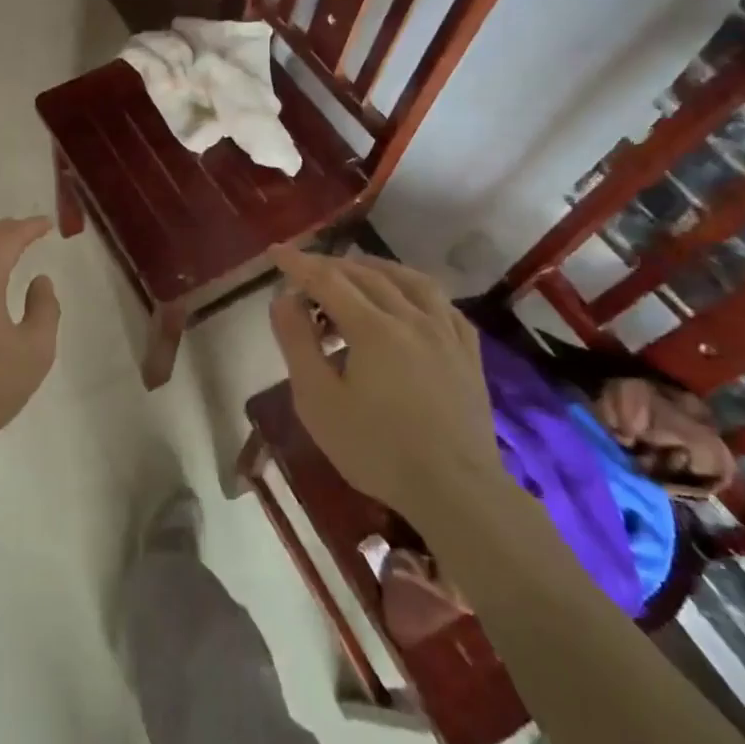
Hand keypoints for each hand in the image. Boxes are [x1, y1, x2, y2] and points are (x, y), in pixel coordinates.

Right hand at [267, 247, 505, 531]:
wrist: (456, 491)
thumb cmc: (376, 449)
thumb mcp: (318, 401)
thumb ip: (297, 343)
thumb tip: (283, 298)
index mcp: (373, 328)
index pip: (328, 280)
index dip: (299, 263)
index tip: (275, 252)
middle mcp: (412, 317)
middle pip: (366, 274)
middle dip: (330, 266)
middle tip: (304, 271)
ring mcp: (446, 333)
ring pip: (409, 280)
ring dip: (375, 268)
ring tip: (354, 272)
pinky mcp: (468, 353)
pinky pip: (442, 304)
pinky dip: (415, 290)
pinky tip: (408, 300)